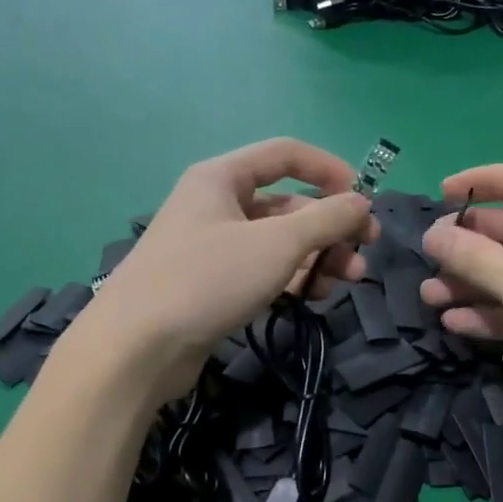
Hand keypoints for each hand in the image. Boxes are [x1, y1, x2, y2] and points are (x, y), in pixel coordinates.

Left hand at [79, 139, 374, 401]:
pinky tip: (313, 296)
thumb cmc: (208, 279)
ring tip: (346, 282)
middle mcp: (216, 205)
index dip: (330, 170)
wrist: (139, 347)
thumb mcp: (278, 244)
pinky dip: (290, 278)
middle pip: (287, 204)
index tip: (364, 200)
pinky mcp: (212, 285)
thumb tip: (361, 203)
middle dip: (329, 227)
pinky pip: (262, 270)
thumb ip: (326, 219)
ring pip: (277, 242)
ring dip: (316, 257)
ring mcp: (212, 247)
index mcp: (222, 177)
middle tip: (364, 253)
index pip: (286, 154)